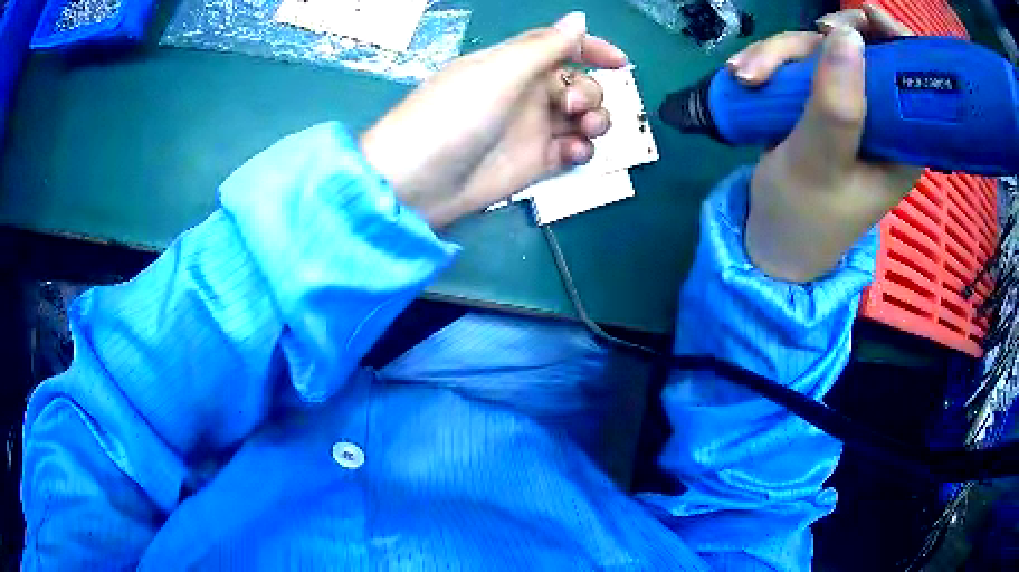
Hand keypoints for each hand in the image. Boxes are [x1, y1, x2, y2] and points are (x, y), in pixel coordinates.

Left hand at [361, 12, 628, 228]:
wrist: (420, 182)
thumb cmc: (454, 116)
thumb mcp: (499, 72)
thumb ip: (544, 46)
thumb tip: (578, 20)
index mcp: (514, 64)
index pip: (560, 47)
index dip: (592, 48)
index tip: (620, 62)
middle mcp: (526, 93)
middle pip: (578, 84)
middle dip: (590, 92)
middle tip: (576, 108)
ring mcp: (531, 129)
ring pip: (581, 118)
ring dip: (595, 120)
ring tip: (583, 129)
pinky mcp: (534, 163)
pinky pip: (572, 150)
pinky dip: (582, 149)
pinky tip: (574, 153)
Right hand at [729, 4, 923, 281]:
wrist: (768, 239)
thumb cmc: (803, 217)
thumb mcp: (820, 167)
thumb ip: (837, 107)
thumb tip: (849, 35)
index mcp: (901, 142)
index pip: (911, 79)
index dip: (894, 41)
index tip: (867, 18)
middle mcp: (880, 119)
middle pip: (858, 51)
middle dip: (813, 44)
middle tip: (776, 56)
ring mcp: (846, 107)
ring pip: (820, 51)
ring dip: (777, 55)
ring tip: (744, 77)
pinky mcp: (818, 102)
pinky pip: (797, 63)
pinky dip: (769, 64)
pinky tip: (744, 77)